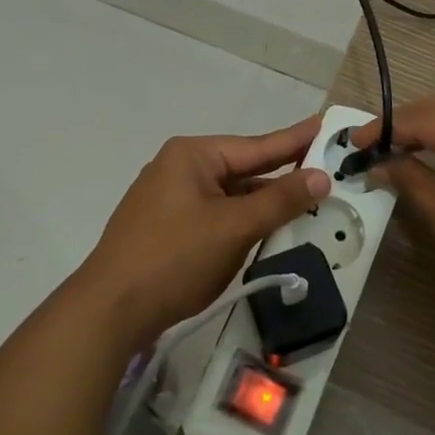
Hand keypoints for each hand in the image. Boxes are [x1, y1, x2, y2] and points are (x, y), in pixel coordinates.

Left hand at [74, 117, 331, 348]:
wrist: (110, 310)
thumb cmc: (174, 257)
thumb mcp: (234, 227)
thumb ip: (279, 201)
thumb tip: (320, 176)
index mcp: (193, 156)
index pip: (257, 145)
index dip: (295, 139)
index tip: (325, 124)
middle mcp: (180, 169)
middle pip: (243, 169)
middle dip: (282, 173)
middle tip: (324, 165)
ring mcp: (169, 199)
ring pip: (229, 195)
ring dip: (263, 201)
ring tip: (304, 199)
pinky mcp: (166, 228)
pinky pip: (215, 215)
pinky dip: (241, 220)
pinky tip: (264, 228)